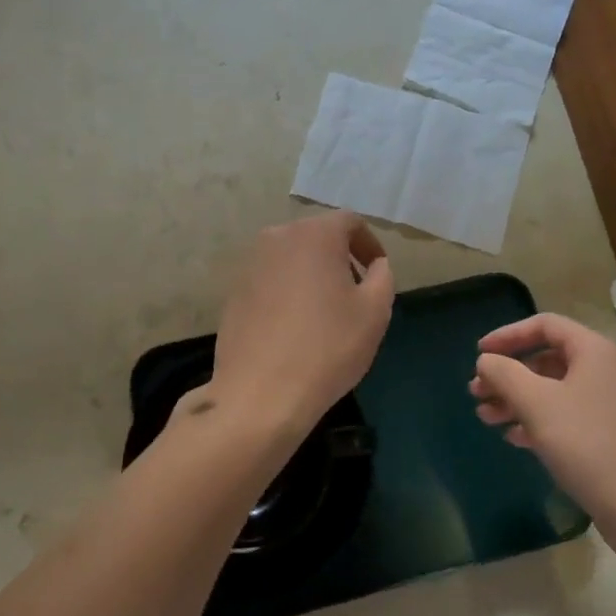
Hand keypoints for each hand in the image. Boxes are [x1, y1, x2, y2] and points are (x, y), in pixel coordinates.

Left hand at [210, 211, 395, 448]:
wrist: (260, 394)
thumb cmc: (327, 347)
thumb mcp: (375, 312)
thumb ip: (382, 277)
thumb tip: (376, 265)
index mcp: (314, 234)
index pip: (349, 222)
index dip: (369, 243)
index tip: (377, 272)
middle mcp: (277, 238)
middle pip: (317, 236)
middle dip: (340, 257)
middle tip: (355, 292)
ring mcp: (250, 265)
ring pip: (291, 257)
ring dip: (312, 274)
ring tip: (325, 311)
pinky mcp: (233, 292)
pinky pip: (270, 280)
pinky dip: (288, 291)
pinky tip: (295, 326)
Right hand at [469, 313, 615, 527]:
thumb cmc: (587, 444)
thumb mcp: (536, 404)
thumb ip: (505, 374)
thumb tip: (486, 360)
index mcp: (594, 351)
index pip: (545, 325)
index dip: (507, 335)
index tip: (479, 353)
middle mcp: (607, 370)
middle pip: (548, 359)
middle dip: (509, 375)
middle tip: (477, 393)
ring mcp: (613, 403)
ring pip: (556, 390)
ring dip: (519, 400)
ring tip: (486, 418)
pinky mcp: (614, 433)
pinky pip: (569, 414)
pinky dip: (540, 420)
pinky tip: (515, 437)